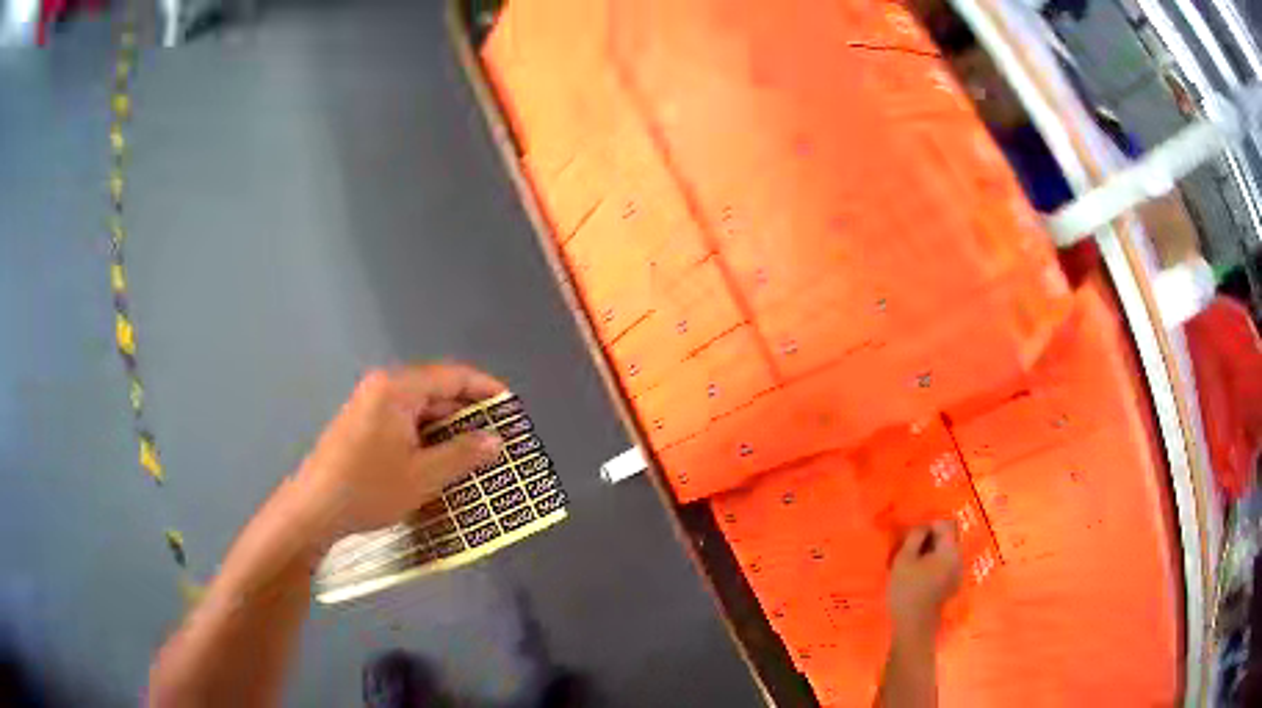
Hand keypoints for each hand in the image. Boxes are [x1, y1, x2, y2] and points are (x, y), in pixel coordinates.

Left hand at [293, 363, 505, 546]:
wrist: (314, 509)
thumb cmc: (369, 488)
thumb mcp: (423, 475)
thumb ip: (463, 454)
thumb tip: (496, 440)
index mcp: (397, 389)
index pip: (451, 376)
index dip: (485, 389)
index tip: (511, 407)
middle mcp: (382, 388)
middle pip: (435, 391)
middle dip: (467, 414)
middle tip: (496, 437)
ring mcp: (368, 406)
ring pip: (418, 410)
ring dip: (446, 429)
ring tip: (474, 453)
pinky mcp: (360, 425)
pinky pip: (402, 422)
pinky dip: (425, 437)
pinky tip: (438, 461)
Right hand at [887, 520, 962, 639]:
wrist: (913, 626)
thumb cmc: (907, 591)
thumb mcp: (904, 560)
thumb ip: (915, 537)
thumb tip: (923, 527)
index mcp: (950, 550)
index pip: (945, 523)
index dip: (929, 524)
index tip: (913, 535)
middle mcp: (959, 558)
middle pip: (948, 537)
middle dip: (931, 537)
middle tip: (910, 547)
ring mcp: (957, 573)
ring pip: (946, 551)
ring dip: (931, 551)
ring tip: (912, 562)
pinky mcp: (952, 585)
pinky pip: (945, 564)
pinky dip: (934, 563)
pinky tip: (918, 575)